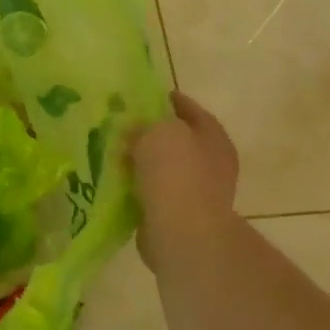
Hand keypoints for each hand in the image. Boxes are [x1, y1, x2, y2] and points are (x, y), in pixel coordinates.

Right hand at [132, 92, 240, 271]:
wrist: (183, 233)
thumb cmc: (176, 175)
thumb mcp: (157, 133)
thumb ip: (146, 124)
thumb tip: (135, 129)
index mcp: (213, 138)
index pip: (191, 110)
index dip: (170, 101)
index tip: (147, 96)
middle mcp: (212, 163)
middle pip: (179, 141)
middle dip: (153, 135)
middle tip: (124, 127)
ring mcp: (199, 193)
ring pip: (166, 169)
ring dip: (144, 163)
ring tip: (116, 155)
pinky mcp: (180, 217)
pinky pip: (155, 194)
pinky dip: (139, 188)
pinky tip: (119, 183)